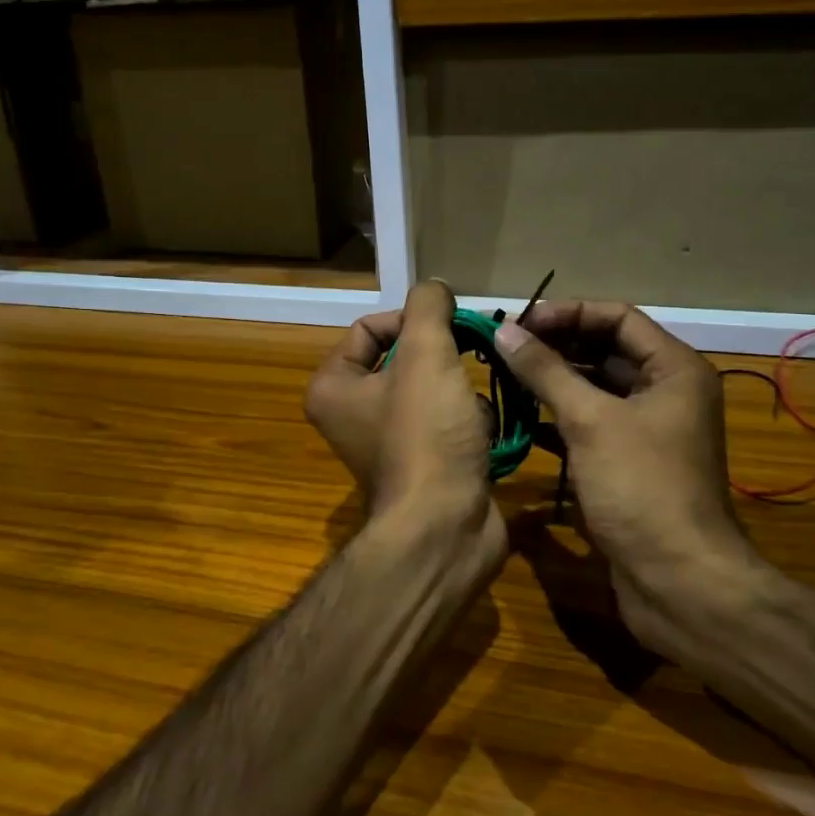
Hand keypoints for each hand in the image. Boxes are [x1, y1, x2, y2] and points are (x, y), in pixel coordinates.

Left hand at [304, 281, 505, 554]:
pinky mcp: (423, 464)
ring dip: (460, 390)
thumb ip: (428, 307)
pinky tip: (481, 434)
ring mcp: (388, 443)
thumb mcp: (427, 354)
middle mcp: (352, 414)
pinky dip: (468, 422)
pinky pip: (448, 422)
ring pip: (432, 389)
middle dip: (443, 357)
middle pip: (405, 358)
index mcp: (333, 386)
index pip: (369, 328)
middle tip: (471, 355)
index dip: (411, 321)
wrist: (446, 527)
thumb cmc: (426, 434)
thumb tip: (435, 288)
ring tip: (472, 406)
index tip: (447, 329)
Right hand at [493, 301, 765, 655]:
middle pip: (606, 351)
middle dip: (557, 346)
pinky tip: (522, 420)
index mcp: (674, 370)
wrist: (679, 583)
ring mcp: (649, 431)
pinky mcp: (630, 464)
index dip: (569, 314)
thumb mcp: (591, 421)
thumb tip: (505, 331)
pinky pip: (592, 425)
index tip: (521, 322)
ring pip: (596, 389)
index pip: (618, 318)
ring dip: (555, 382)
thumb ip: (546, 372)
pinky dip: (560, 419)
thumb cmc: (642, 488)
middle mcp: (667, 393)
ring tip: (506, 376)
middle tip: (506, 348)